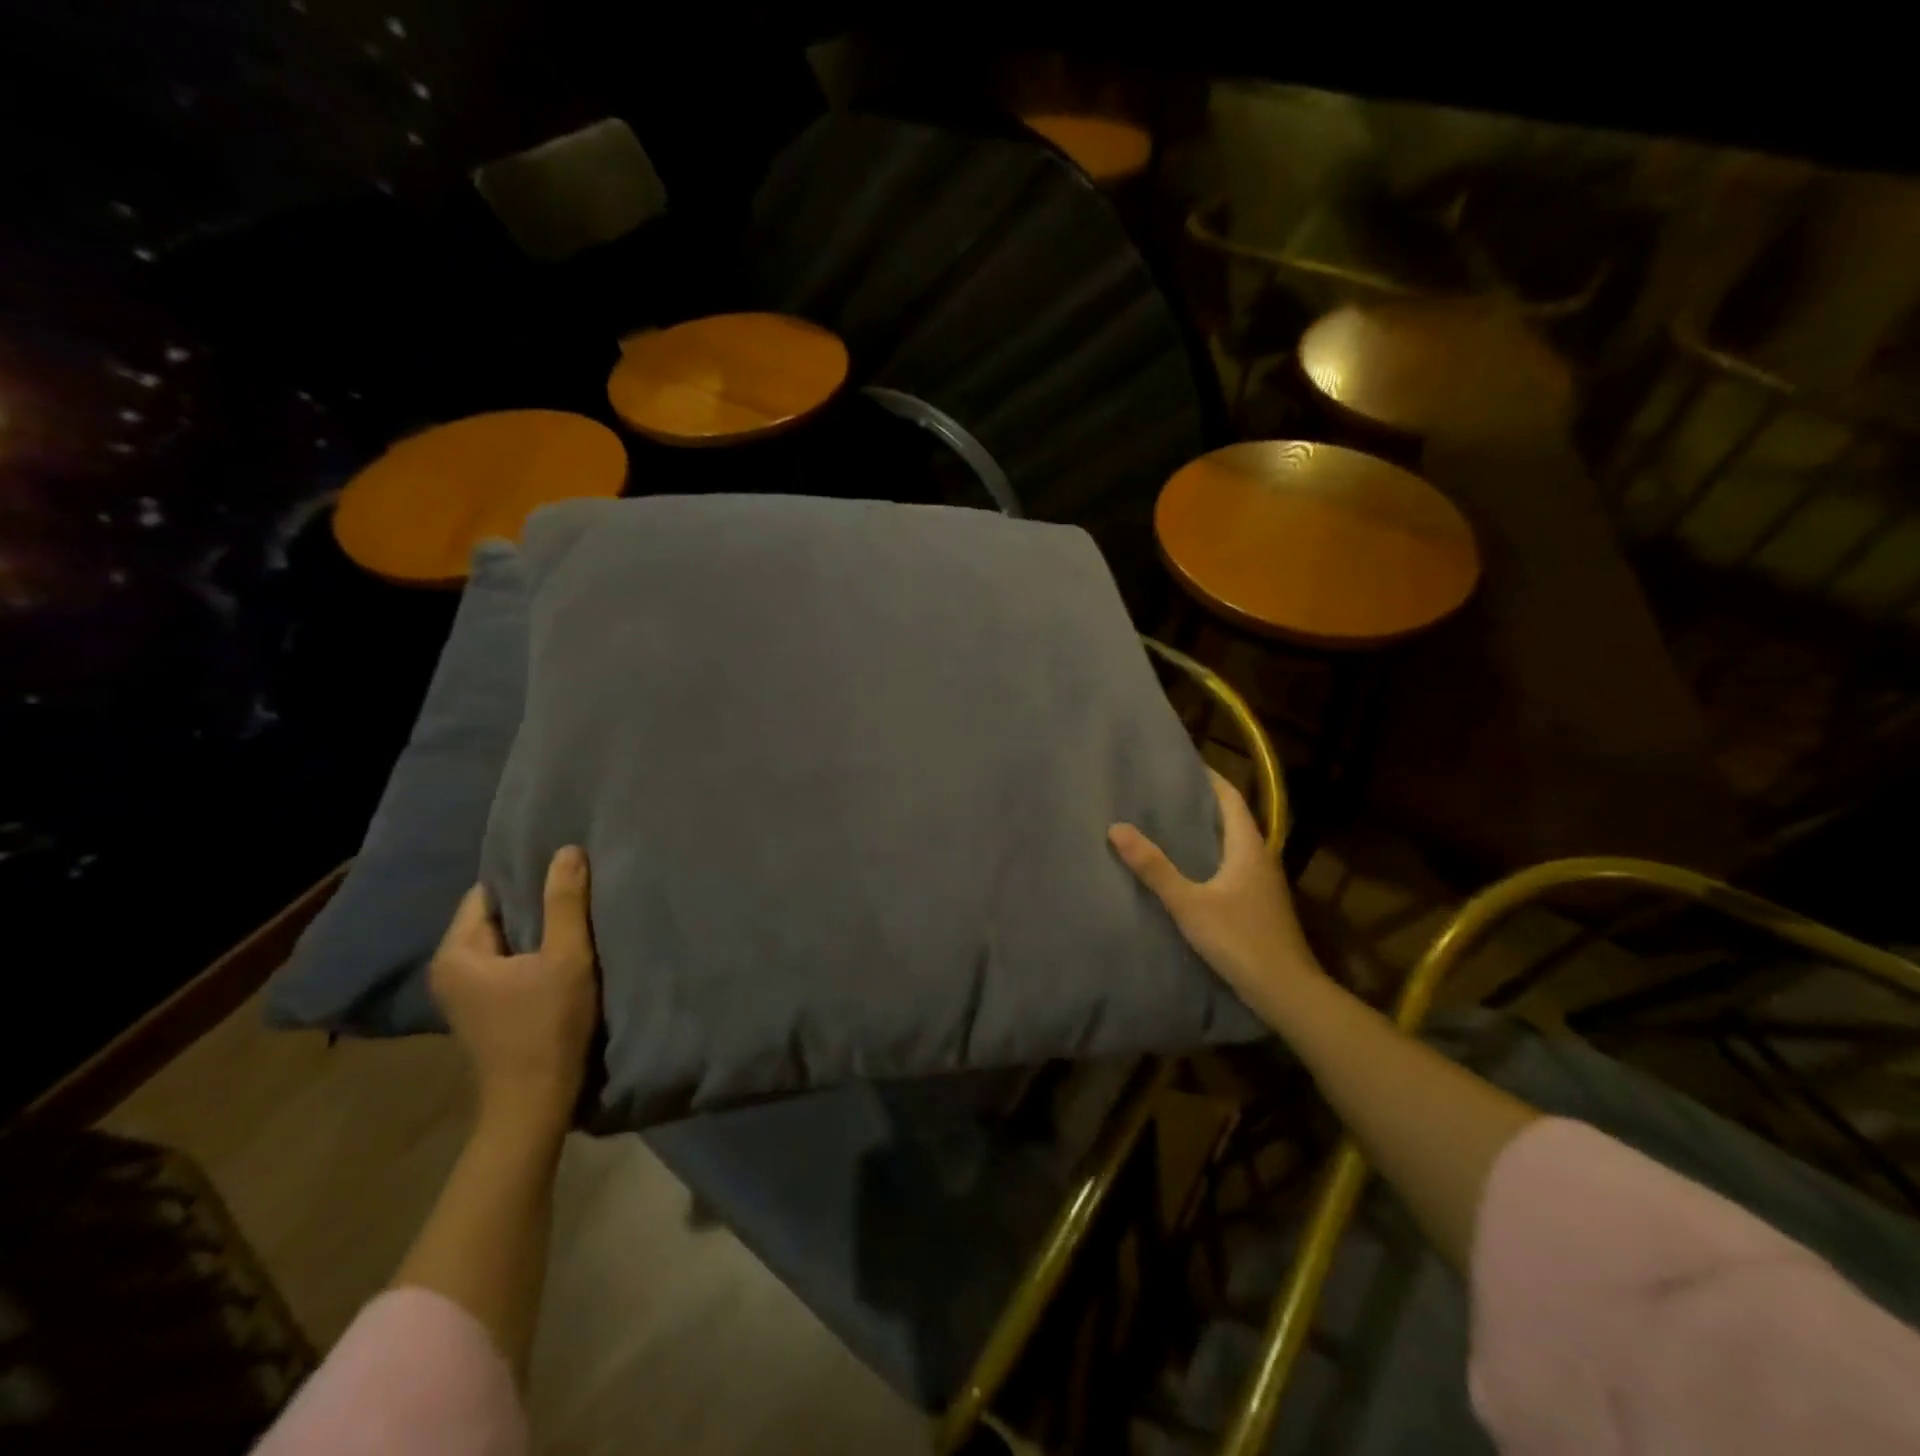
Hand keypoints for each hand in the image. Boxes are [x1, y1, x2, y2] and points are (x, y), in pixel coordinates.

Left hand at [430, 847, 599, 1129]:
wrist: (535, 1103)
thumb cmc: (547, 1026)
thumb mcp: (566, 957)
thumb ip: (565, 902)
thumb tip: (566, 849)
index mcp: (456, 953)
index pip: (488, 894)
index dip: (527, 879)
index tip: (565, 872)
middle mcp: (449, 969)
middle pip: (496, 917)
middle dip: (534, 904)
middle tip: (577, 890)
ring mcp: (464, 992)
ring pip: (505, 941)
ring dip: (537, 931)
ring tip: (576, 918)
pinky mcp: (484, 1009)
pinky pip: (508, 963)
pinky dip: (533, 954)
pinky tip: (563, 953)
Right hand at [1108, 770, 1319, 1010]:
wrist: (1286, 991)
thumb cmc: (1240, 940)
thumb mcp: (1189, 903)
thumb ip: (1154, 868)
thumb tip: (1116, 828)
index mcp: (1249, 848)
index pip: (1231, 799)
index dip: (1210, 778)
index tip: (1184, 764)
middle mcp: (1261, 859)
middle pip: (1234, 819)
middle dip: (1204, 804)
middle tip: (1166, 794)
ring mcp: (1264, 884)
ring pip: (1234, 846)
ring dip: (1208, 833)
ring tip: (1171, 827)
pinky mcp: (1261, 906)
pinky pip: (1234, 868)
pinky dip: (1213, 858)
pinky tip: (1191, 871)